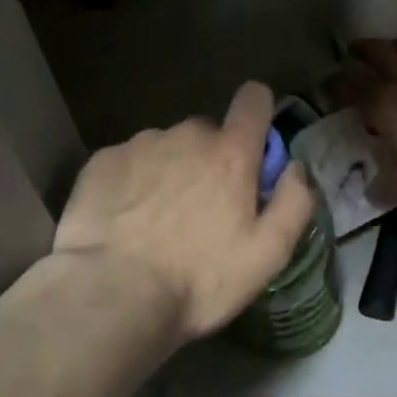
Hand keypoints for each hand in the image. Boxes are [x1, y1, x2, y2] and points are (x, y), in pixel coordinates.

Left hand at [53, 82, 315, 342]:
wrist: (112, 296)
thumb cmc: (199, 279)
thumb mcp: (267, 255)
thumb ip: (294, 203)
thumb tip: (295, 168)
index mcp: (231, 153)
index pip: (254, 100)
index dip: (257, 113)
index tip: (253, 144)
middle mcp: (187, 135)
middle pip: (206, 132)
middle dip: (209, 160)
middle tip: (201, 210)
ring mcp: (140, 144)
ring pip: (165, 147)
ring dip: (169, 171)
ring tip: (156, 221)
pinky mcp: (102, 161)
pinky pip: (127, 161)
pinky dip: (131, 182)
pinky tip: (124, 221)